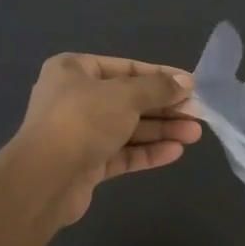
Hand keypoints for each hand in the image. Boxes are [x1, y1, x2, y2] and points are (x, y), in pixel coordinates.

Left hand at [13, 54, 200, 224]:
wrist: (46, 177)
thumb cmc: (83, 120)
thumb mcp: (126, 95)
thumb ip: (158, 88)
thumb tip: (186, 83)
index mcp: (74, 70)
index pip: (126, 68)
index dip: (161, 76)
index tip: (191, 86)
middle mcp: (75, 97)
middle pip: (129, 100)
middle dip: (165, 108)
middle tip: (198, 114)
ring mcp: (80, 133)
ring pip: (128, 128)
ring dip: (162, 131)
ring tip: (195, 134)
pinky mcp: (86, 163)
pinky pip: (122, 153)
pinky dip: (147, 152)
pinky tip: (175, 152)